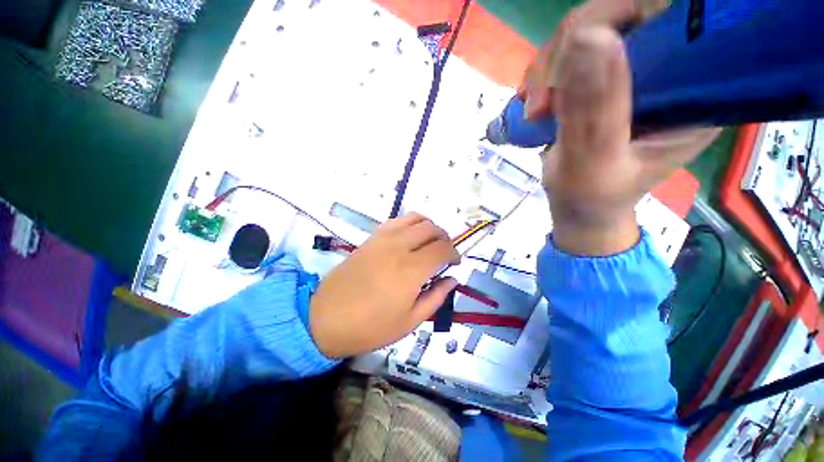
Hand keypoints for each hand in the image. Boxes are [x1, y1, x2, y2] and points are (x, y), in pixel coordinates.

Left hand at [309, 213, 459, 357]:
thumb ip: (436, 298)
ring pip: (415, 219)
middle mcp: (399, 248)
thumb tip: (452, 280)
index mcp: (411, 270)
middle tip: (444, 253)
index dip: (454, 253)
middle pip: (431, 228)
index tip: (454, 263)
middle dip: (444, 238)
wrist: (325, 317)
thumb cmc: (370, 326)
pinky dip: (410, 224)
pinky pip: (397, 221)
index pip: (442, 249)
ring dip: (429, 227)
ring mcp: (383, 239)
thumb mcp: (409, 321)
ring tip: (429, 242)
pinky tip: (409, 237)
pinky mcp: (371, 238)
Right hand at [523, 5, 719, 255]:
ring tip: (533, 111)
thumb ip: (594, 110)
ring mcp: (633, 71)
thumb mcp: (595, 164)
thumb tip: (586, 36)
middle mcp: (671, 69)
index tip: (580, 54)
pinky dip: (543, 74)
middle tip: (541, 101)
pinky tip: (533, 103)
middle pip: (622, 12)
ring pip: (587, 30)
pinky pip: (569, 52)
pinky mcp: (602, 79)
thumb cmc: (593, 198)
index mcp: (696, 89)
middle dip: (568, 49)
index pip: (675, 16)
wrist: (579, 207)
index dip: (623, 15)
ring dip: (548, 67)